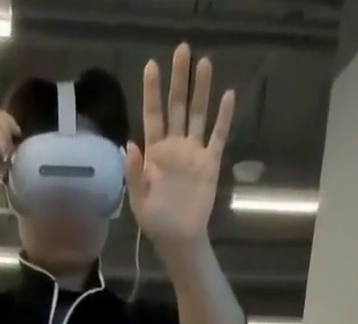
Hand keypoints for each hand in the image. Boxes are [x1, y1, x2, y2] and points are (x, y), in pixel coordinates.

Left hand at [127, 44, 234, 245]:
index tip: (151, 66)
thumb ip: (133, 174)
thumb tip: (129, 144)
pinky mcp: (209, 163)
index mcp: (155, 154)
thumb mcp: (139, 201)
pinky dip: (223, 118)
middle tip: (182, 50)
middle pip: (177, 107)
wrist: (178, 240)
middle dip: (178, 80)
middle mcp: (175, 147)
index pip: (153, 116)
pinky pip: (217, 136)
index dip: (152, 92)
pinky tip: (227, 96)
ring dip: (201, 90)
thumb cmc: (156, 222)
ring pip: (198, 114)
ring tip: (204, 63)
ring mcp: (193, 153)